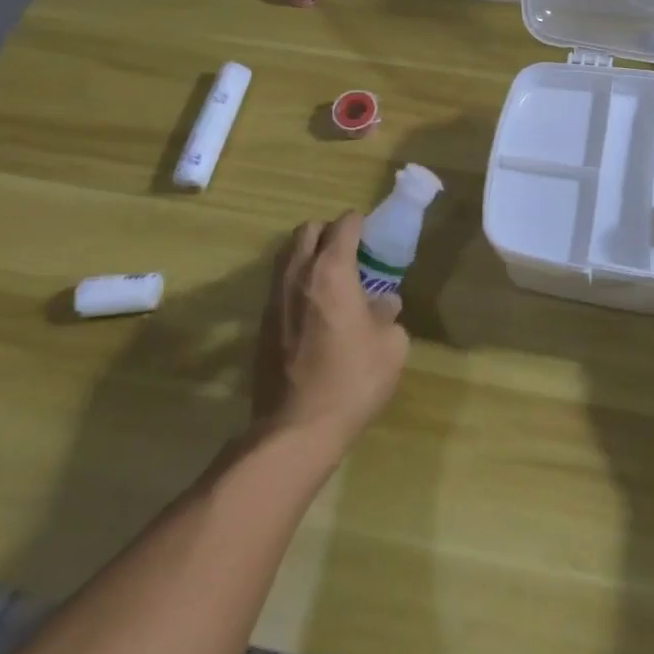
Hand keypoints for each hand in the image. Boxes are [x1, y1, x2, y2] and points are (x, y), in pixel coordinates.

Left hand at [252, 212, 409, 454]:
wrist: (295, 429)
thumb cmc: (352, 380)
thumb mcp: (391, 346)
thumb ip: (388, 315)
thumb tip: (383, 305)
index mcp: (332, 271)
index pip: (343, 225)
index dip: (359, 224)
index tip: (371, 235)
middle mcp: (298, 274)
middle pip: (307, 230)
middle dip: (328, 232)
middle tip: (350, 253)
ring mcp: (274, 298)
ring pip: (287, 255)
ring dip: (308, 255)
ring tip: (331, 278)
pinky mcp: (262, 324)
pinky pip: (280, 284)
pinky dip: (297, 282)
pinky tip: (314, 308)